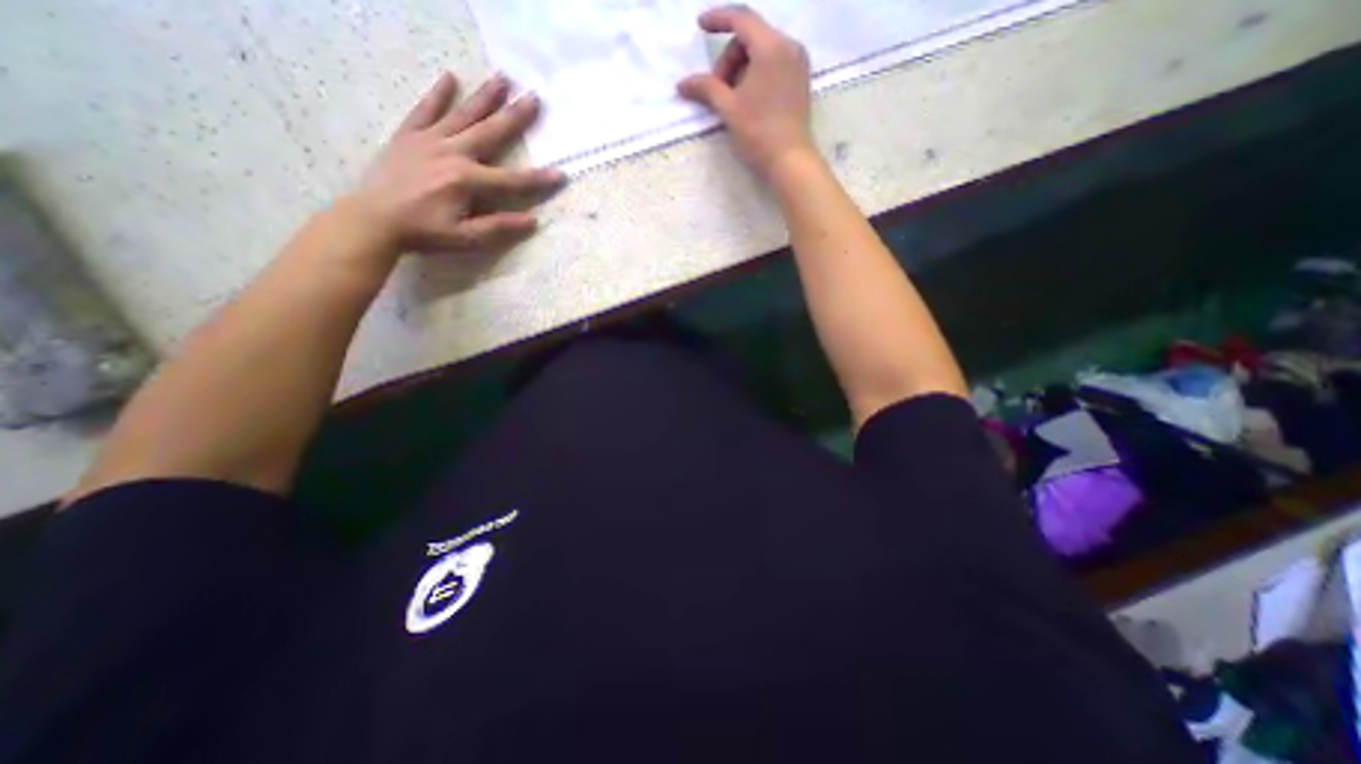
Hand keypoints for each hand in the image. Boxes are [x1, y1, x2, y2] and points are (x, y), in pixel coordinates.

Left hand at [349, 75, 570, 257]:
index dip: (539, 180)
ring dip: (484, 97)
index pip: (513, 180)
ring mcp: (429, 140)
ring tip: (503, 79)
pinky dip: (438, 94)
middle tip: (534, 98)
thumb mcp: (466, 237)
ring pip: (463, 114)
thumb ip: (499, 227)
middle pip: (490, 132)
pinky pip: (425, 109)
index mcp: (468, 180)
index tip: (561, 174)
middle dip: (515, 116)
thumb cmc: (424, 232)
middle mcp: (452, 153)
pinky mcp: (409, 135)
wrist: (374, 219)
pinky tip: (450, 78)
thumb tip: (532, 220)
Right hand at [673, 2, 812, 176]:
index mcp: (771, 46)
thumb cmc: (758, 133)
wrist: (789, 161)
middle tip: (719, 91)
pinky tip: (748, 99)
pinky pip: (774, 64)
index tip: (700, 26)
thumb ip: (705, 89)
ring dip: (741, 69)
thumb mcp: (728, 108)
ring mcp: (798, 63)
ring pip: (762, 52)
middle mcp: (789, 46)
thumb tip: (682, 84)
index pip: (741, 19)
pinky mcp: (800, 80)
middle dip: (729, 60)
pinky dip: (756, 74)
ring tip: (733, 99)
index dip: (718, 19)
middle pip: (750, 38)